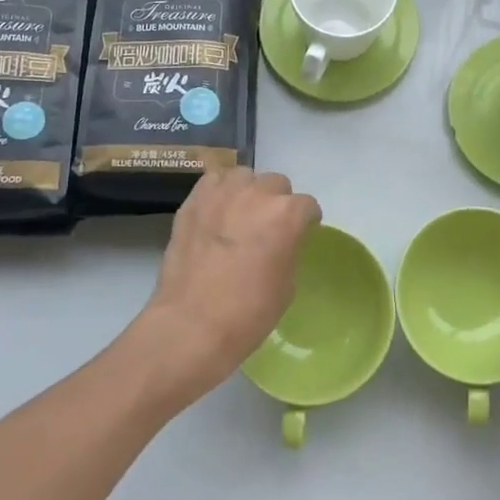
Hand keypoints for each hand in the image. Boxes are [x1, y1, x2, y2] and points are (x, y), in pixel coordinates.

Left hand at [130, 167, 320, 404]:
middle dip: (278, 202)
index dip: (307, 220)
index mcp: (287, 214)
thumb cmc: (248, 313)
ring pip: (244, 175)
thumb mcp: (287, 284)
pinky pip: (212, 181)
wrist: (192, 324)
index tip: (303, 231)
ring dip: (248, 190)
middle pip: (277, 183)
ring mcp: (222, 194)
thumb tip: (281, 240)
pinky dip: (219, 190)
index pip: (307, 205)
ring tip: (241, 212)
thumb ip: (288, 249)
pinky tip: (217, 210)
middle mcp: (257, 194)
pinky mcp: (193, 201)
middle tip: (269, 226)